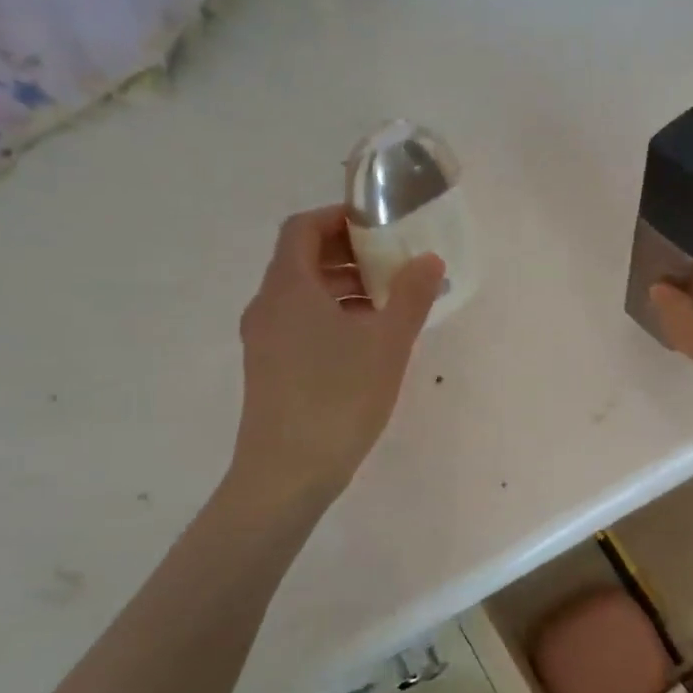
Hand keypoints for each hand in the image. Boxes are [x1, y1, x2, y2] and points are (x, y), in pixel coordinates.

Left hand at [223, 206, 443, 508]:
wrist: (286, 474)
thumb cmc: (338, 398)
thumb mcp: (388, 343)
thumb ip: (412, 295)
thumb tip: (428, 259)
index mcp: (288, 288)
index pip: (303, 228)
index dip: (339, 217)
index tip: (380, 224)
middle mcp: (268, 306)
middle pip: (303, 259)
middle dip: (349, 253)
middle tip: (394, 261)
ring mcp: (264, 339)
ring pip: (304, 294)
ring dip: (345, 287)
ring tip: (391, 301)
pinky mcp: (270, 368)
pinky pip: (301, 322)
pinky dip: (334, 315)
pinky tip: (368, 340)